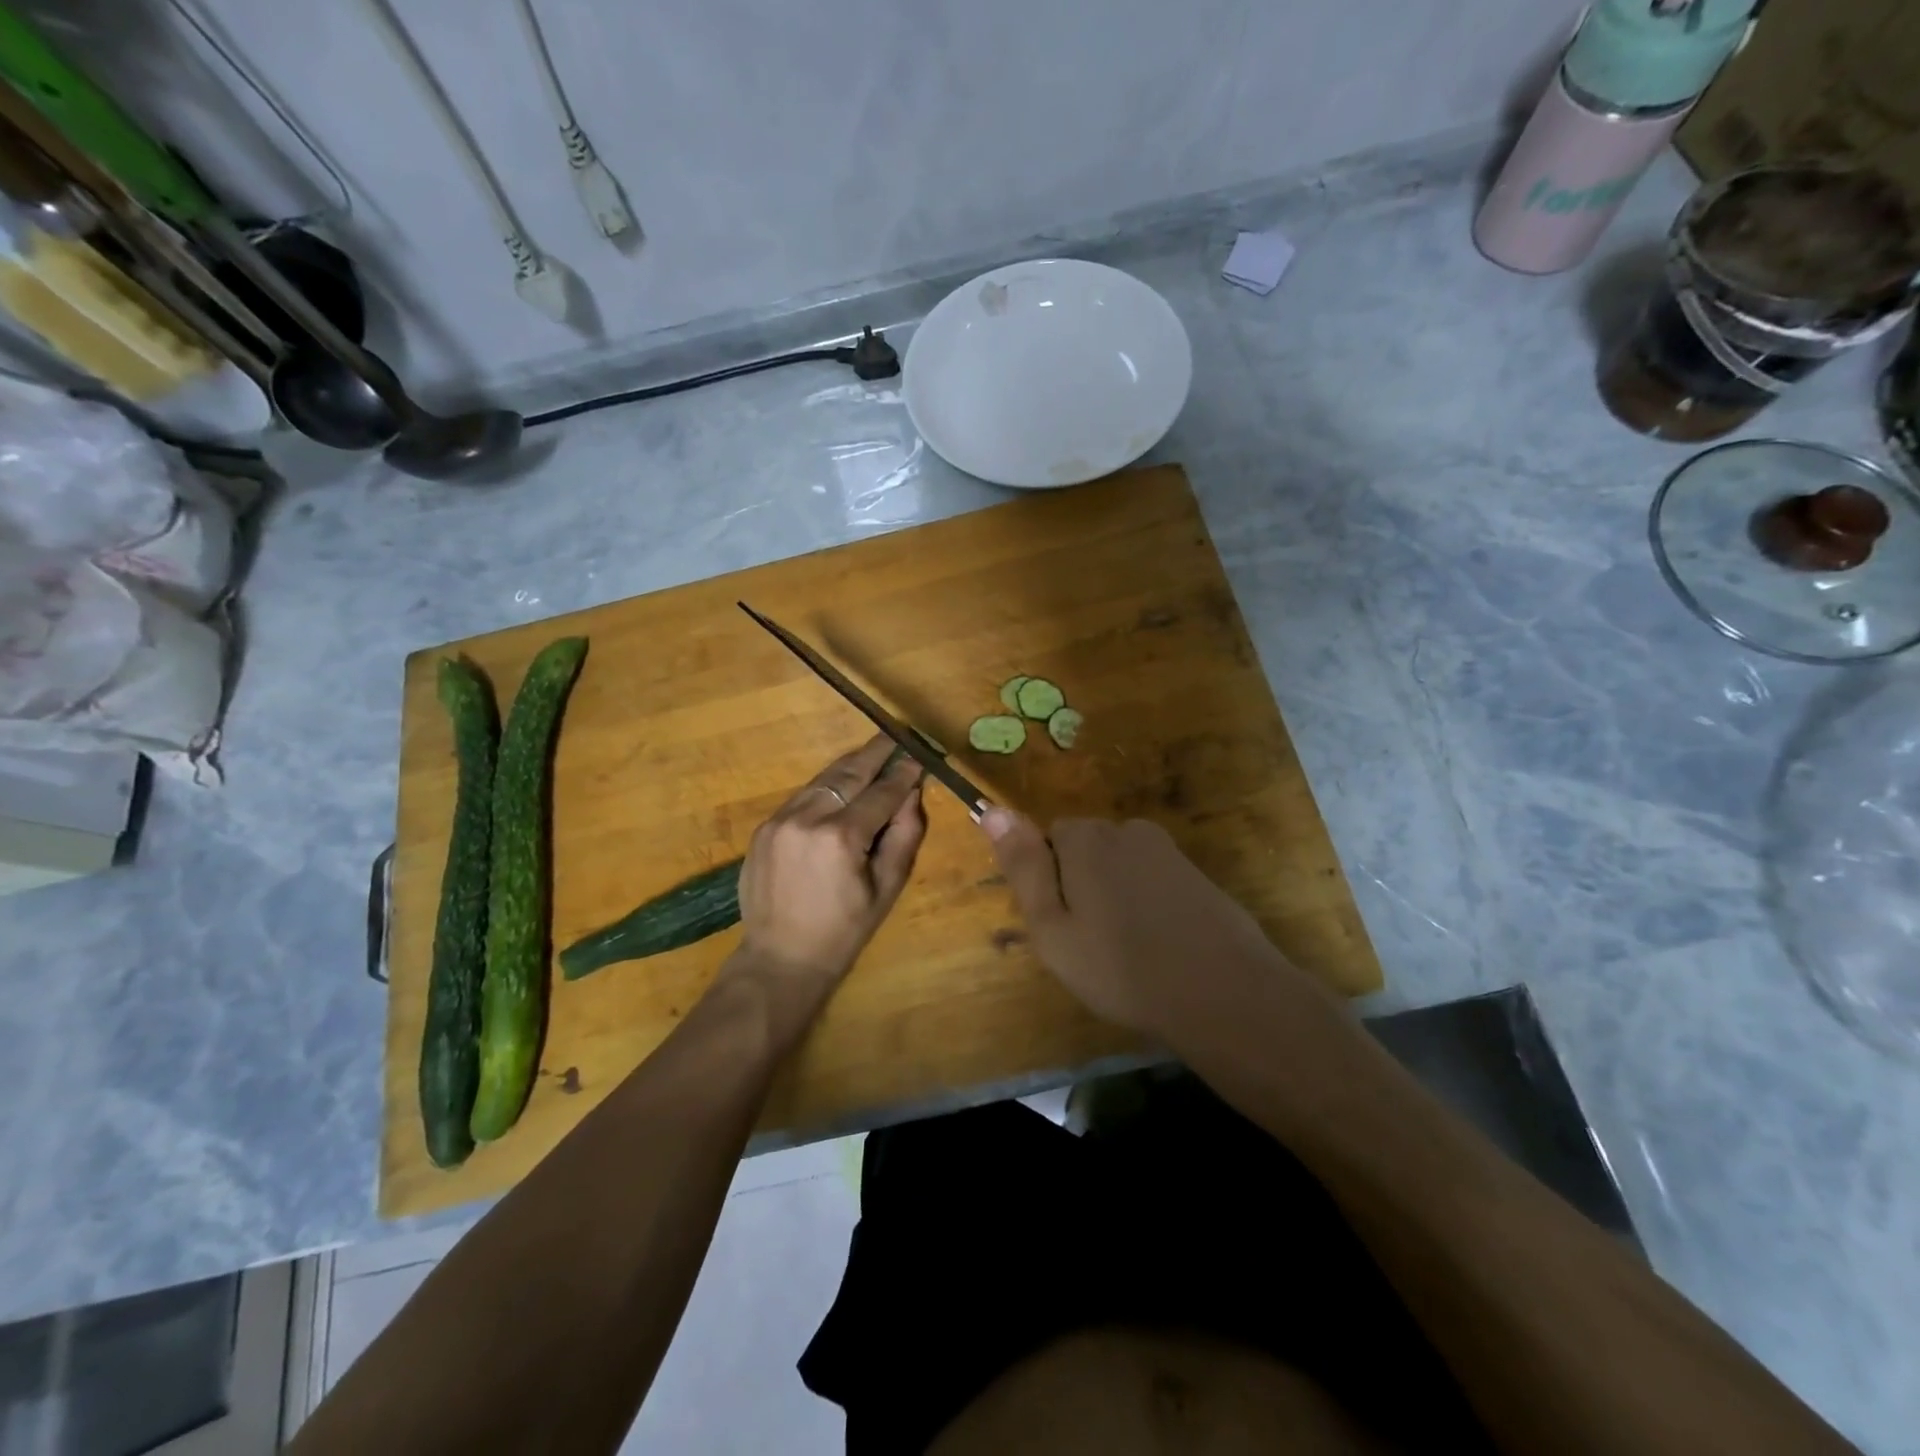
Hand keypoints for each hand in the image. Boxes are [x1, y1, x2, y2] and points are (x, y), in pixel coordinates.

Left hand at [732, 736, 926, 1001]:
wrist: (781, 958)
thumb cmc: (844, 930)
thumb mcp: (887, 887)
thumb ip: (904, 835)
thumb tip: (912, 792)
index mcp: (841, 837)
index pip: (881, 791)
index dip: (903, 772)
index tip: (919, 755)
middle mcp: (807, 818)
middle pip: (848, 772)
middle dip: (876, 752)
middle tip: (896, 735)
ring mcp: (780, 819)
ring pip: (823, 779)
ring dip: (850, 765)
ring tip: (873, 753)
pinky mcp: (764, 827)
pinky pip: (803, 796)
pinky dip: (826, 787)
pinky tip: (841, 786)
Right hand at [981, 810, 1337, 1043]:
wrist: (1223, 994)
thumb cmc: (1121, 967)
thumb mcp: (1052, 927)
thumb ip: (1023, 865)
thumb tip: (990, 808)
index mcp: (1086, 839)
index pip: (1050, 836)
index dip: (1050, 878)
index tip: (1061, 922)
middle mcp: (1127, 830)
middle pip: (1087, 847)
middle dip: (1082, 882)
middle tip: (1089, 940)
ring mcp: (1168, 851)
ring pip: (1121, 864)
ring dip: (1116, 893)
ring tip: (1125, 948)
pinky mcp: (1197, 875)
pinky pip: (1155, 879)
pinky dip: (1149, 903)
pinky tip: (1159, 944)